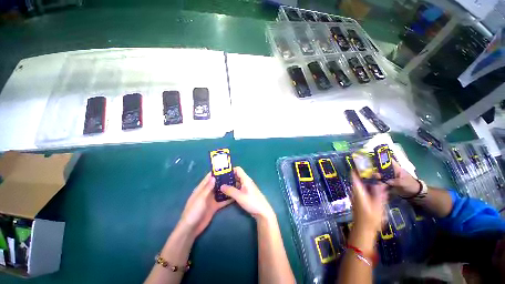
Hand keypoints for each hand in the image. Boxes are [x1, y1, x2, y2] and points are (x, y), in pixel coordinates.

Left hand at [178, 172, 232, 238]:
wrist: (192, 227)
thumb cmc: (193, 211)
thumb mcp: (200, 199)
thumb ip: (207, 189)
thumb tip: (214, 177)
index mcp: (200, 190)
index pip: (208, 179)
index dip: (215, 173)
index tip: (224, 167)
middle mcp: (205, 194)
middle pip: (215, 185)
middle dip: (223, 180)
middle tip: (234, 175)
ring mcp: (210, 201)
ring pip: (219, 193)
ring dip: (226, 189)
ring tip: (237, 184)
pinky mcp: (214, 208)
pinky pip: (221, 202)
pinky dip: (227, 199)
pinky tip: (235, 196)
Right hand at [221, 167, 275, 221]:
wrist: (262, 212)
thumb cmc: (252, 202)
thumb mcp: (239, 196)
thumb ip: (230, 191)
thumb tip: (221, 186)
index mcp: (246, 180)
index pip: (238, 169)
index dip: (230, 170)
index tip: (221, 173)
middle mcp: (246, 182)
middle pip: (236, 176)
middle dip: (228, 178)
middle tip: (218, 181)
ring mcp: (247, 189)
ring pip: (236, 183)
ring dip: (229, 184)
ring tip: (220, 187)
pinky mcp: (246, 194)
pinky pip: (238, 189)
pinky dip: (232, 190)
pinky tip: (226, 194)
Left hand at [349, 172, 387, 253]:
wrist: (363, 235)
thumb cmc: (370, 220)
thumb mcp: (377, 204)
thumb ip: (378, 191)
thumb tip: (378, 180)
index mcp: (357, 191)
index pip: (354, 174)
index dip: (359, 166)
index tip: (367, 159)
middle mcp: (355, 194)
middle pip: (360, 179)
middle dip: (369, 173)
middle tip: (379, 170)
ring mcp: (357, 199)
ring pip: (364, 186)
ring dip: (371, 181)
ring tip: (382, 178)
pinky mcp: (360, 204)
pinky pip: (366, 192)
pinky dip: (372, 189)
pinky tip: (381, 190)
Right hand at [377, 160, 419, 197]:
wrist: (413, 192)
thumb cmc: (410, 184)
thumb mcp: (403, 182)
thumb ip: (395, 181)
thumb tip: (386, 181)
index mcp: (397, 169)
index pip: (390, 161)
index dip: (384, 159)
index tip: (376, 160)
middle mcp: (393, 173)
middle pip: (384, 169)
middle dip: (378, 171)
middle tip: (373, 174)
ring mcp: (392, 179)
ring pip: (383, 177)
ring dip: (379, 179)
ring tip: (373, 181)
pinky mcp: (391, 185)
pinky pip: (384, 184)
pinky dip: (381, 185)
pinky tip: (377, 187)